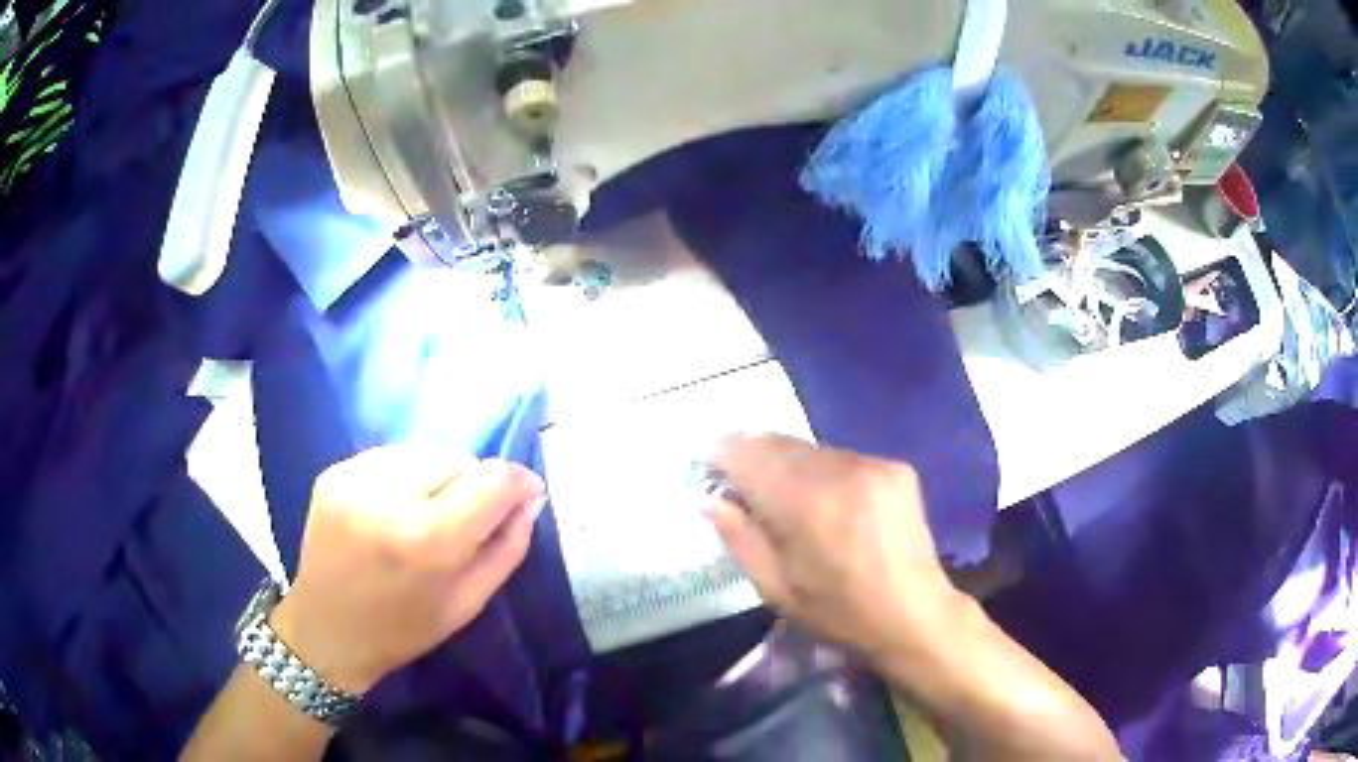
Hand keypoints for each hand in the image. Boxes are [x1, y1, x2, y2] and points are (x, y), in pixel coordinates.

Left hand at [270, 444, 545, 693]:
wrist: (326, 630)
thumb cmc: (402, 629)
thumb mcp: (468, 603)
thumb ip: (507, 548)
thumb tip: (529, 500)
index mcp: (429, 539)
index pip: (494, 479)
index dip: (519, 482)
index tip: (527, 495)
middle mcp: (391, 496)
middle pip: (459, 458)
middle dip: (475, 483)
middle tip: (467, 518)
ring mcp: (356, 478)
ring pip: (424, 450)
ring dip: (439, 475)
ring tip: (428, 511)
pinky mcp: (334, 472)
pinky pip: (390, 456)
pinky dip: (405, 475)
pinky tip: (395, 507)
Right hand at [704, 434, 956, 660]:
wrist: (914, 614)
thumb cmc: (839, 613)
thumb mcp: (775, 589)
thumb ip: (739, 537)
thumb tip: (707, 498)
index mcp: (806, 505)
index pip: (749, 456)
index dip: (722, 454)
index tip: (706, 462)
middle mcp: (840, 471)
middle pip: (780, 444)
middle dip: (753, 455)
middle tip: (739, 480)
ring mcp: (873, 464)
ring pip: (811, 449)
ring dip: (789, 463)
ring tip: (784, 494)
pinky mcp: (896, 467)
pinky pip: (842, 458)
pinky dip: (824, 471)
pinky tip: (827, 501)